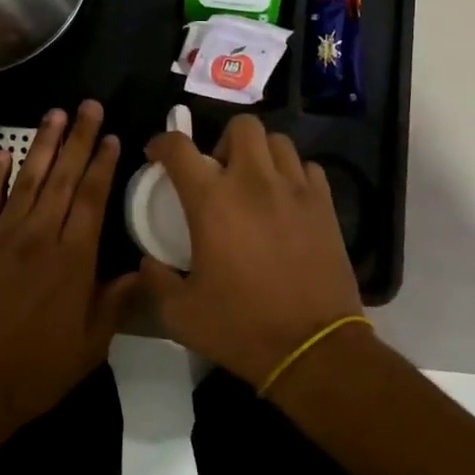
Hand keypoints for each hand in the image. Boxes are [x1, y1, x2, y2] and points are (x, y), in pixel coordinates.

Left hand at [0, 100, 137, 429]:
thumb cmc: (38, 369)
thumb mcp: (91, 344)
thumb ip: (117, 301)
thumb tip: (144, 269)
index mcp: (73, 258)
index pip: (92, 197)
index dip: (102, 163)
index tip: (110, 135)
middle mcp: (40, 235)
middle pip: (64, 176)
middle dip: (78, 138)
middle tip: (88, 105)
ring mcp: (4, 235)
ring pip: (29, 178)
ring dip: (43, 143)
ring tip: (55, 113)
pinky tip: (3, 151)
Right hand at [137, 115, 362, 385]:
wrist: (313, 348)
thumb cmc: (242, 327)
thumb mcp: (180, 314)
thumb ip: (156, 281)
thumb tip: (149, 262)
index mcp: (212, 201)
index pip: (179, 148)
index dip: (162, 142)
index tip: (157, 155)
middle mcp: (254, 182)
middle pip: (241, 126)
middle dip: (222, 139)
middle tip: (217, 171)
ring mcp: (295, 190)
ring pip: (278, 141)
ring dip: (260, 153)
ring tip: (254, 181)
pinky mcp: (325, 205)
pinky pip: (308, 167)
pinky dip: (293, 174)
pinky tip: (286, 198)